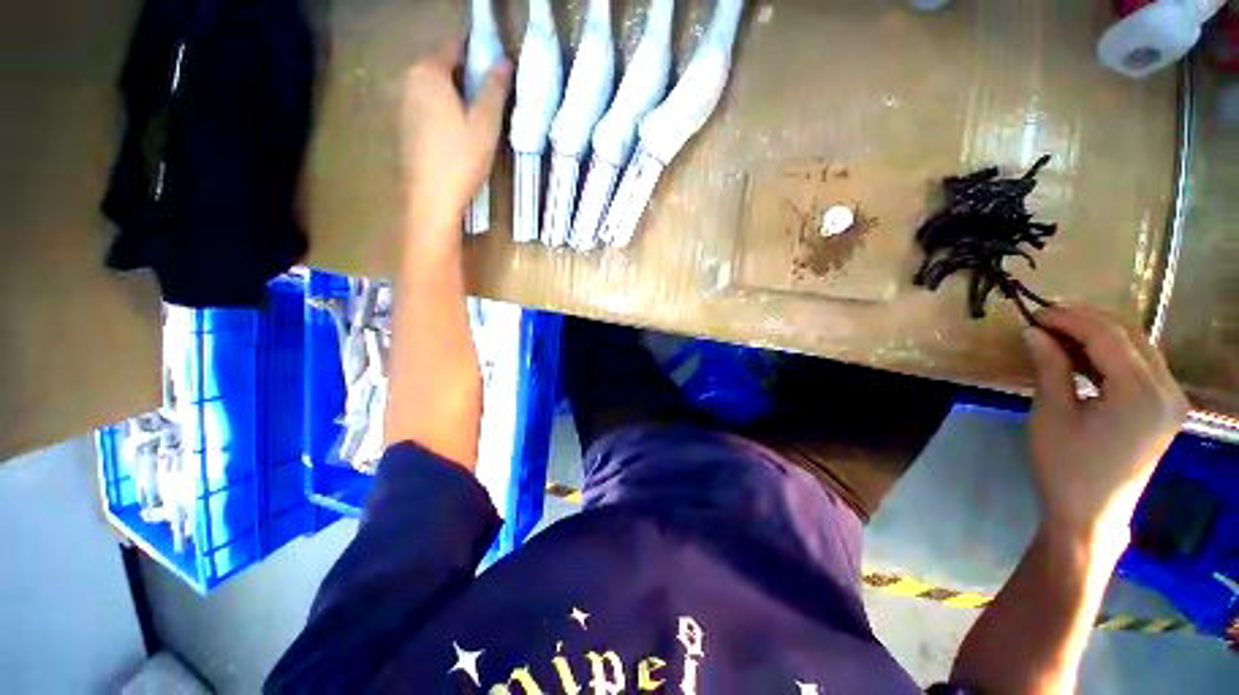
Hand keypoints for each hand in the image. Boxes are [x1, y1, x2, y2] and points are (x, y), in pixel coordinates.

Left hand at [400, 40, 510, 239]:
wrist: (431, 197)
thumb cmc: (461, 158)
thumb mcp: (485, 123)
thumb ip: (494, 88)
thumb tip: (504, 61)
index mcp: (428, 71)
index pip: (455, 46)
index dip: (478, 51)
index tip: (498, 65)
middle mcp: (408, 79)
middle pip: (442, 65)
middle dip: (467, 75)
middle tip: (491, 98)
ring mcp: (401, 102)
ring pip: (434, 87)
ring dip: (455, 93)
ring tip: (477, 118)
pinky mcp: (402, 124)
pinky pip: (426, 104)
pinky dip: (443, 109)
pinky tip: (457, 133)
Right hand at [1024, 306, 1188, 551]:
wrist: (1091, 514)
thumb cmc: (1066, 467)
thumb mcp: (1051, 414)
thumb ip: (1050, 367)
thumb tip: (1033, 331)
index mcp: (1141, 393)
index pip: (1108, 336)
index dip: (1070, 319)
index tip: (1035, 312)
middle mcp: (1167, 389)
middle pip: (1130, 335)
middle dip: (1087, 321)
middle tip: (1046, 318)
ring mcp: (1172, 399)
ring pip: (1139, 346)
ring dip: (1100, 334)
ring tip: (1061, 333)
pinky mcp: (1166, 407)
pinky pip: (1142, 365)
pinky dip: (1113, 353)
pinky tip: (1086, 355)